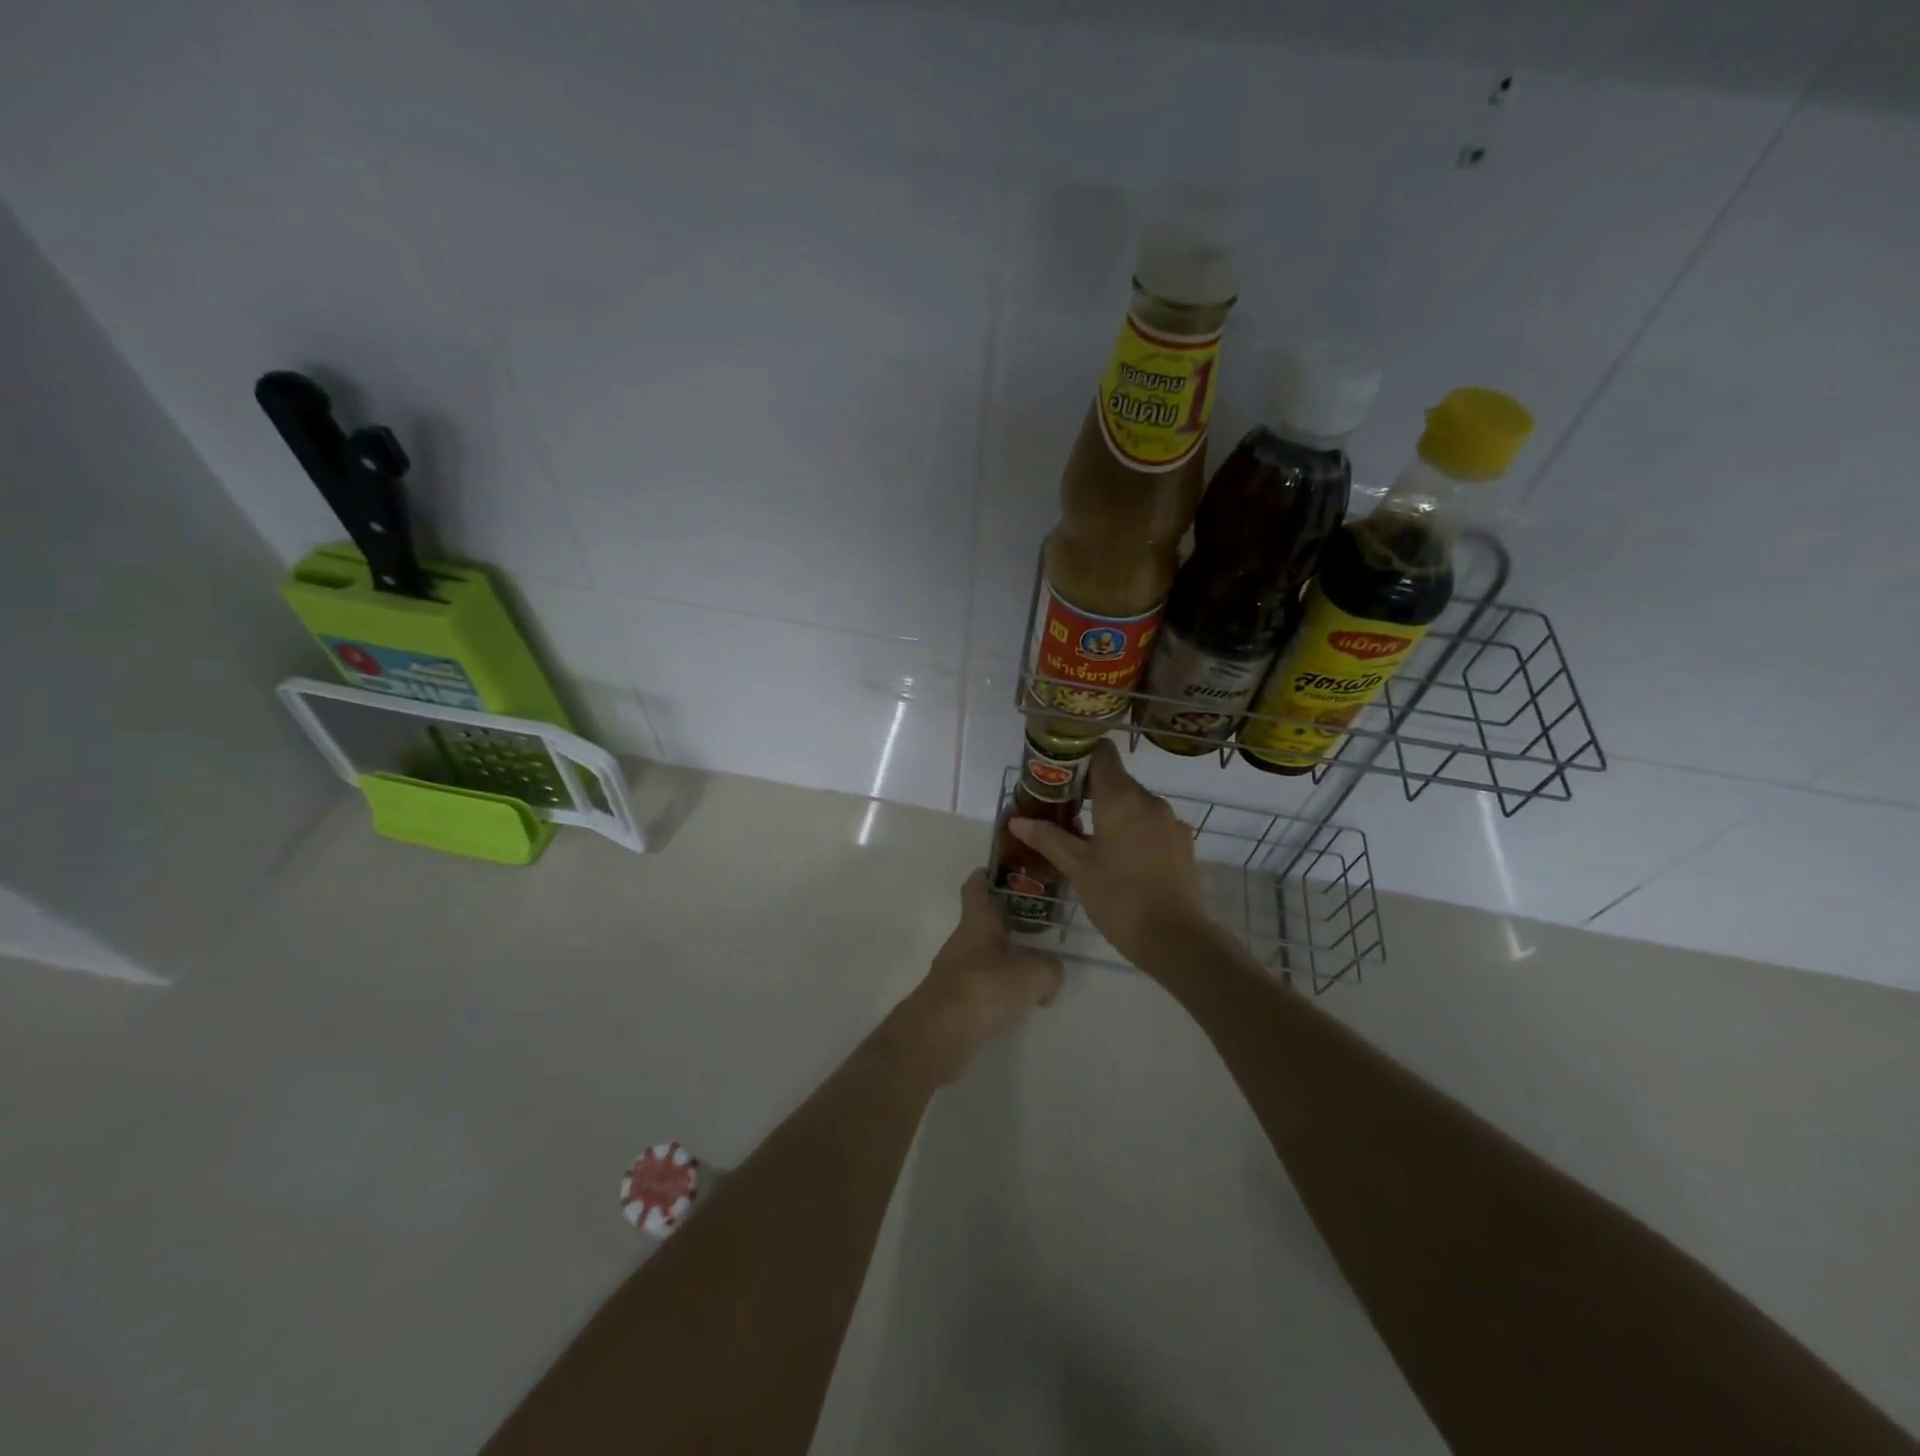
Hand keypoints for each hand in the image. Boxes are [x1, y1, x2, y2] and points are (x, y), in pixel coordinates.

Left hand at [898, 870, 1063, 1083]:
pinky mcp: (951, 999)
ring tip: (1032, 968)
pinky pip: (978, 984)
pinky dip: (995, 988)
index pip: (975, 887)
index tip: (1001, 872)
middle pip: (981, 923)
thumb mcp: (1034, 974)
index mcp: (976, 922)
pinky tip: (1015, 1002)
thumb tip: (1051, 975)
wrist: (941, 1031)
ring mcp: (952, 970)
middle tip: (1035, 926)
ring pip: (980, 955)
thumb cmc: (985, 986)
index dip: (985, 876)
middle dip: (1005, 923)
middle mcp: (960, 941)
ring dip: (1002, 958)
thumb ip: (1051, 969)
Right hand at [1008, 739, 1207, 969]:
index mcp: (1121, 799)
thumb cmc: (1119, 899)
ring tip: (1089, 837)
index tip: (1059, 772)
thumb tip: (1016, 820)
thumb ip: (1048, 838)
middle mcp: (1150, 801)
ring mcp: (1170, 821)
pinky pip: (1152, 823)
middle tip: (1064, 810)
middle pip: (1117, 780)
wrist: (1176, 939)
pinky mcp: (1183, 843)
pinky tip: (1120, 857)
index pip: (1102, 754)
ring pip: (1135, 803)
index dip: (1080, 756)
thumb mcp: (1077, 868)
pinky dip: (1133, 829)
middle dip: (1090, 789)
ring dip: (1112, 812)